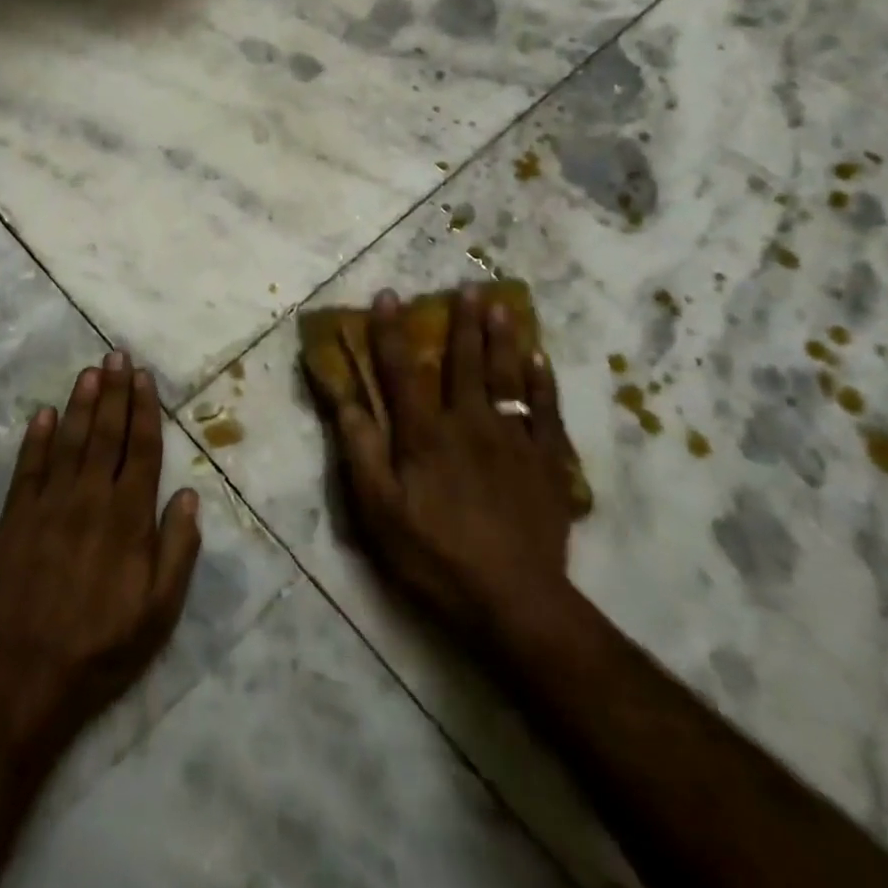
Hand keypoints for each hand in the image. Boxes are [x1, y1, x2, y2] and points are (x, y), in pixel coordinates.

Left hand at [0, 352, 201, 749]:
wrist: (27, 675)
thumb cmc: (104, 645)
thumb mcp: (161, 610)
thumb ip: (178, 549)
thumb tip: (187, 495)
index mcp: (129, 517)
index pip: (141, 449)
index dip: (144, 410)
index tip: (144, 378)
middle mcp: (90, 498)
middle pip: (106, 434)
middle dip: (114, 392)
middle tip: (116, 355)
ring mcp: (49, 505)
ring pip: (69, 441)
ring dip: (80, 404)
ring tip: (89, 371)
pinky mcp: (15, 518)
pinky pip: (28, 468)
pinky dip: (35, 438)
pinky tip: (42, 414)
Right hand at [333, 286, 578, 648]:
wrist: (513, 600)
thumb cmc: (434, 556)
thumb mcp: (378, 511)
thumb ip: (360, 450)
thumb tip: (341, 397)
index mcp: (425, 434)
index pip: (402, 371)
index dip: (391, 332)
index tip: (389, 295)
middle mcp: (469, 423)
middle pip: (465, 363)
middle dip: (462, 323)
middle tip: (468, 287)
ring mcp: (514, 441)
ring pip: (508, 377)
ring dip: (504, 339)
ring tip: (503, 306)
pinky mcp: (547, 463)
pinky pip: (546, 412)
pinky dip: (543, 383)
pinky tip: (540, 361)